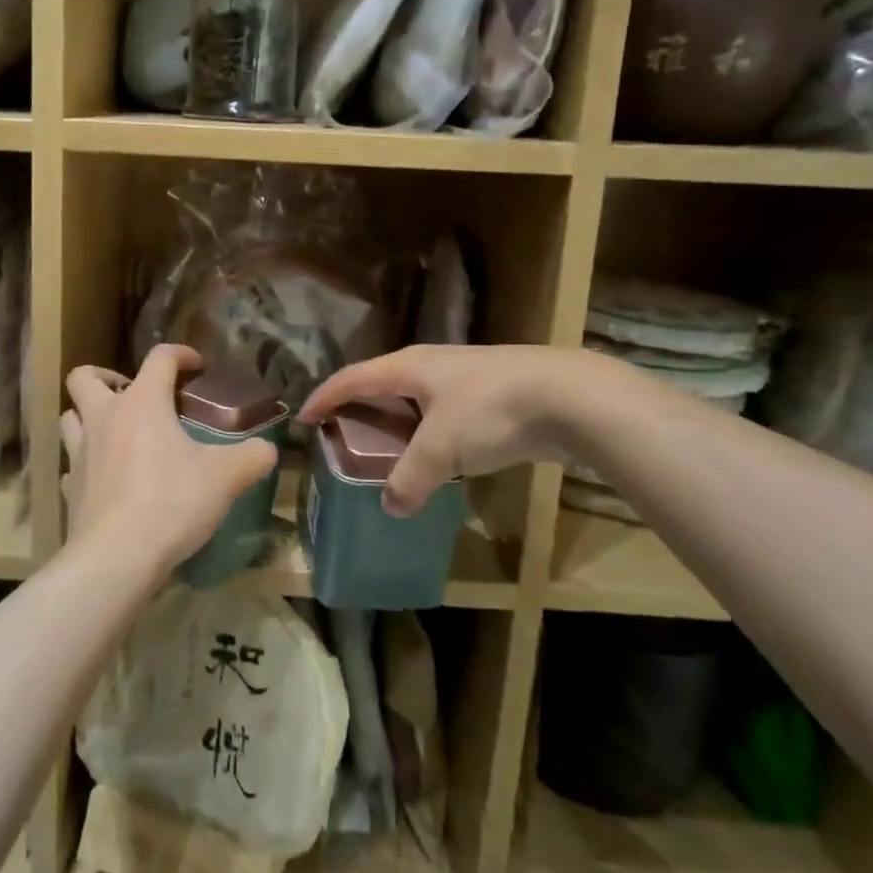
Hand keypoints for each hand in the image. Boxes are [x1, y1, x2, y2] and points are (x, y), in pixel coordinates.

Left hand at [62, 345, 279, 576]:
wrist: (116, 558)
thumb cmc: (171, 502)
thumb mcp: (225, 478)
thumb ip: (252, 457)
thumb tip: (268, 449)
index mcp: (142, 402)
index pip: (159, 358)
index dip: (180, 354)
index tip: (197, 366)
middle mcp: (104, 418)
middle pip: (85, 377)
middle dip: (106, 377)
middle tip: (134, 395)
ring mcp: (80, 453)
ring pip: (70, 417)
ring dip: (88, 417)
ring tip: (117, 432)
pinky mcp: (70, 488)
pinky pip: (73, 465)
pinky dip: (87, 464)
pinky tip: (106, 479)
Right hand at [301, 344, 604, 514]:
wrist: (569, 396)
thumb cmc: (490, 411)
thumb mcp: (441, 449)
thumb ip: (410, 479)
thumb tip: (391, 507)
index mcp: (407, 367)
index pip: (351, 378)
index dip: (324, 397)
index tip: (303, 418)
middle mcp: (430, 365)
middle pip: (381, 384)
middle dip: (359, 409)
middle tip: (343, 438)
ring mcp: (463, 377)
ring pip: (416, 399)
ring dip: (397, 423)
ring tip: (388, 452)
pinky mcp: (491, 393)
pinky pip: (444, 413)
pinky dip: (429, 433)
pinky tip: (439, 457)